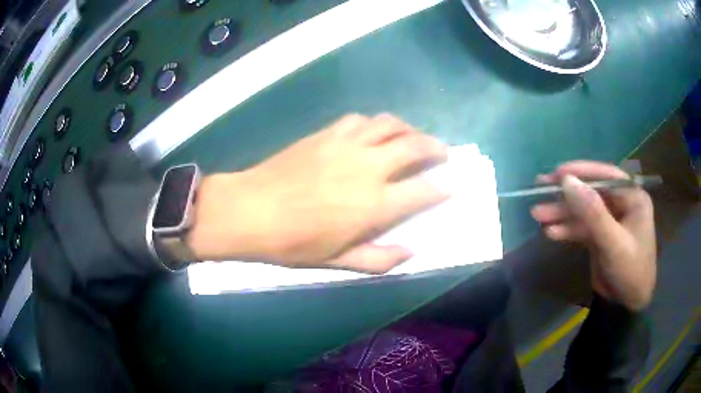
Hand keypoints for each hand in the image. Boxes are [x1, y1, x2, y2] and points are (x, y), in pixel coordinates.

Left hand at [187, 114, 448, 272]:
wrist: (251, 211)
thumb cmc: (294, 243)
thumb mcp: (339, 262)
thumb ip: (380, 259)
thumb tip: (411, 252)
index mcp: (375, 204)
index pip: (423, 190)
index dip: (442, 188)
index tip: (450, 186)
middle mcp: (369, 167)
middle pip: (415, 146)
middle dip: (436, 148)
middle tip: (443, 153)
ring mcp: (347, 144)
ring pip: (390, 124)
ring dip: (409, 129)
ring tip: (413, 137)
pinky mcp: (327, 133)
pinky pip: (361, 120)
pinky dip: (376, 124)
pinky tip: (374, 132)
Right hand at [531, 161, 656, 310]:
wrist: (628, 305)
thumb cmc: (630, 271)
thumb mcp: (613, 243)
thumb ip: (593, 213)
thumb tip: (567, 181)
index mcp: (632, 196)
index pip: (606, 176)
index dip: (581, 172)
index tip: (557, 174)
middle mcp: (622, 203)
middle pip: (591, 192)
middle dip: (567, 194)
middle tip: (539, 189)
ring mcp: (610, 220)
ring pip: (583, 210)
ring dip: (562, 213)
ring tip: (537, 215)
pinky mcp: (600, 235)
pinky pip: (582, 227)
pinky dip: (567, 229)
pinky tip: (550, 232)